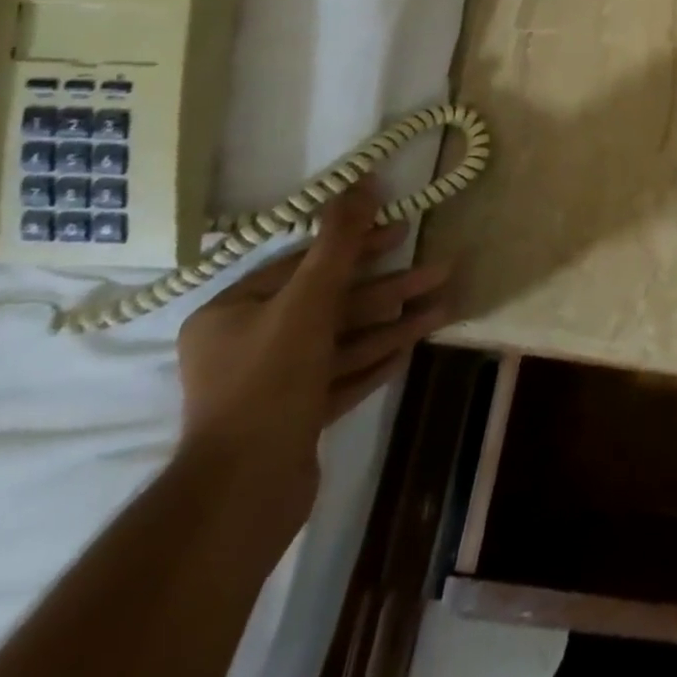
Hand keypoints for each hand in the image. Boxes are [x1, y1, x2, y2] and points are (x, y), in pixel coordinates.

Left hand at [175, 183, 449, 522]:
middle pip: (331, 304)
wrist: (241, 496)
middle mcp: (246, 345)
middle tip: (440, 269)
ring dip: (394, 323)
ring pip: (343, 341)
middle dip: (390, 288)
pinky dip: (374, 361)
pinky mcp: (293, 419)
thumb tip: (362, 180)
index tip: (402, 231)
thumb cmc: (269, 382)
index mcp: (232, 314)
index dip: (357, 245)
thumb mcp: (308, 302)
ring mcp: (271, 386)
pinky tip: (410, 348)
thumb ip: (338, 243)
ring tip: (444, 307)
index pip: (304, 264)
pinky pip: (340, 378)